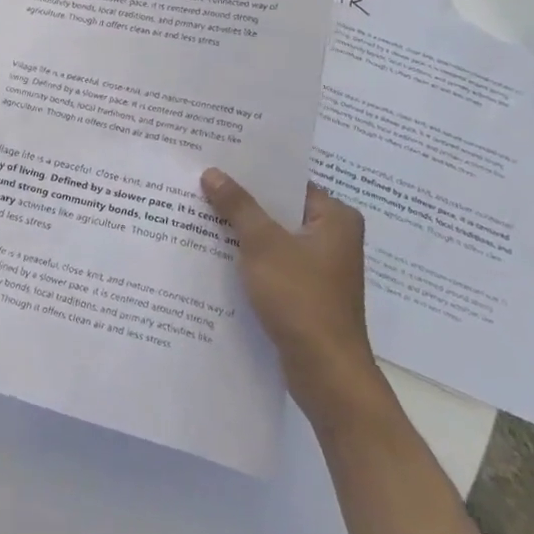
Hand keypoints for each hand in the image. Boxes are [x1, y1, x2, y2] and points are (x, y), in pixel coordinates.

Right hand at [201, 170, 388, 428]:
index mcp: (335, 218)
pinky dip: (247, 258)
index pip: (288, 182)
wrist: (325, 372)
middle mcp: (333, 238)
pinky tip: (213, 252)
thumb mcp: (263, 245)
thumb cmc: (301, 298)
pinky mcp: (304, 292)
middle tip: (200, 183)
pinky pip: (271, 262)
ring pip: (272, 237)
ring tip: (198, 213)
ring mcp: (319, 267)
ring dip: (241, 231)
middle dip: (241, 201)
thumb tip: (212, 172)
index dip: (252, 172)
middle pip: (279, 209)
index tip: (216, 160)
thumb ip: (238, 206)